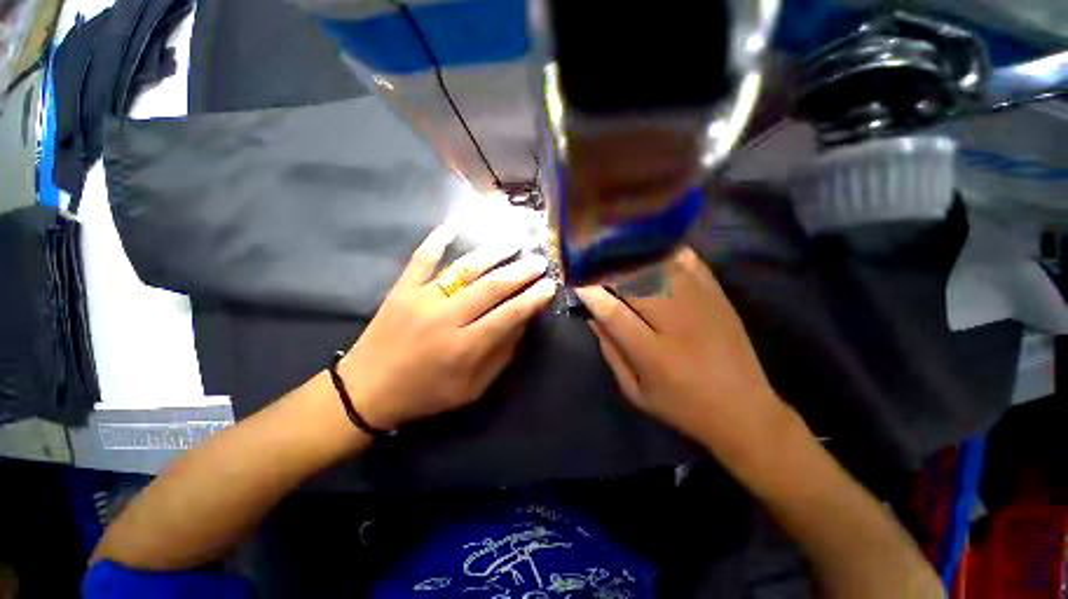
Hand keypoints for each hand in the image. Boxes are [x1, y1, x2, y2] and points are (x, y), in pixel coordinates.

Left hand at [338, 225, 556, 428]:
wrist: (367, 391)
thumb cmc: (426, 393)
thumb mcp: (472, 388)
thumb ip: (500, 355)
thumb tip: (522, 322)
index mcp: (464, 348)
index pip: (509, 315)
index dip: (533, 299)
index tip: (550, 286)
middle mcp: (445, 318)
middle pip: (491, 287)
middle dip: (521, 272)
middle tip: (539, 261)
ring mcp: (421, 298)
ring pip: (465, 268)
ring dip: (494, 252)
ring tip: (515, 241)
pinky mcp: (402, 289)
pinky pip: (423, 257)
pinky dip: (439, 237)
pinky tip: (457, 222)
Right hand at [575, 247, 783, 448]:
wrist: (744, 411)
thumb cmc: (681, 406)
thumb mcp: (635, 390)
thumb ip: (611, 351)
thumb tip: (591, 317)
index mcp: (653, 354)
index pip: (612, 313)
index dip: (590, 293)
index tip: (575, 281)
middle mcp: (676, 323)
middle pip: (634, 283)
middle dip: (606, 269)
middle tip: (589, 261)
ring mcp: (701, 304)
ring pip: (659, 267)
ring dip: (631, 257)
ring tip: (613, 250)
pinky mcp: (718, 296)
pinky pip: (689, 262)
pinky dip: (665, 251)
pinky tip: (649, 247)